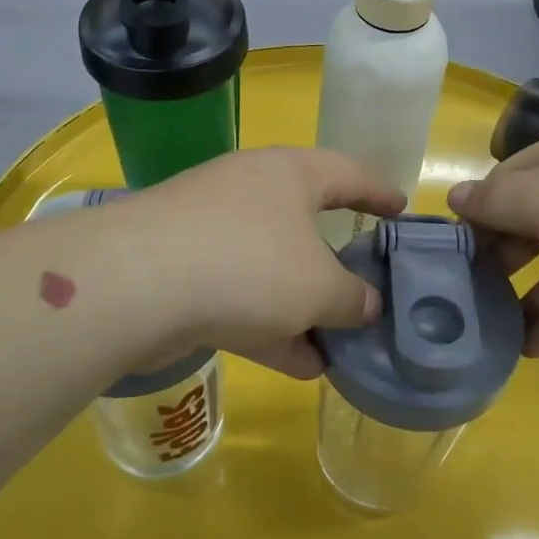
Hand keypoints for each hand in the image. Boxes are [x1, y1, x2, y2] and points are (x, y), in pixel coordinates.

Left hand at [129, 148, 406, 378]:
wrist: (137, 284)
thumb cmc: (249, 263)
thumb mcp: (319, 286)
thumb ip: (353, 297)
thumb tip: (365, 304)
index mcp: (289, 173)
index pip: (349, 173)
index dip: (379, 192)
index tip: (401, 212)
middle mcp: (250, 191)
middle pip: (306, 224)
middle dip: (337, 264)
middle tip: (368, 291)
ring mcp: (211, 230)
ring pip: (272, 269)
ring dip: (304, 309)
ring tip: (339, 346)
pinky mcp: (182, 270)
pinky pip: (240, 297)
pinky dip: (270, 327)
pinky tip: (299, 365)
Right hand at [448, 128, 538, 357]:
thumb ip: (495, 202)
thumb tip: (455, 198)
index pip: (510, 182)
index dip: (479, 212)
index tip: (451, 248)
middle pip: (535, 227)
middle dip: (501, 260)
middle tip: (466, 296)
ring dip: (529, 300)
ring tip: (492, 334)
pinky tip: (530, 350)